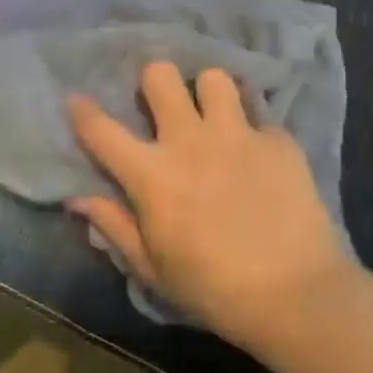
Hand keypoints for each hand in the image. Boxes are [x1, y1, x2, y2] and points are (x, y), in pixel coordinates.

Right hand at [67, 62, 358, 349]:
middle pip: (160, 76)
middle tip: (162, 106)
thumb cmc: (213, 290)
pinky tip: (258, 154)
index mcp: (152, 174)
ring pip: (213, 79)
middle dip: (154, 83)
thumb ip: (113, 226)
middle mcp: (190, 141)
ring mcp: (238, 135)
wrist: (297, 296)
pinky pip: (260, 115)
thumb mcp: (152, 269)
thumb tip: (77, 198)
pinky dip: (253, 129)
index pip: (101, 130)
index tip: (76, 100)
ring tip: (214, 117)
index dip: (82, 110)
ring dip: (207, 95)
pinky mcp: (279, 141)